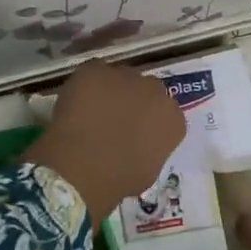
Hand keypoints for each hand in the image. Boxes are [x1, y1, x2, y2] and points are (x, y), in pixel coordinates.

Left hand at [23, 62, 185, 220]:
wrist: (83, 168)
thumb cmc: (119, 179)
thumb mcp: (149, 171)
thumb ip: (152, 149)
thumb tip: (139, 144)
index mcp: (172, 118)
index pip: (165, 114)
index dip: (148, 122)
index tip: (135, 134)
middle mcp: (155, 90)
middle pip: (146, 90)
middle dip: (133, 101)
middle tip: (114, 120)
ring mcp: (125, 76)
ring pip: (120, 78)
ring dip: (111, 91)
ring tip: (92, 111)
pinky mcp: (95, 70)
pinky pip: (93, 73)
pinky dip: (87, 85)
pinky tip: (77, 103)